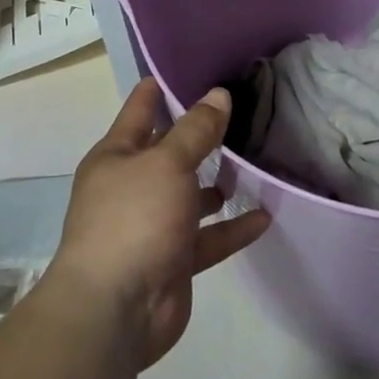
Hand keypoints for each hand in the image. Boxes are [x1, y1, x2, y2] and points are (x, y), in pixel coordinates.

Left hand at [49, 78, 270, 369]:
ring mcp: (153, 226)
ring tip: (254, 162)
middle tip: (242, 110)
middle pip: (170, 152)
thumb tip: (219, 94)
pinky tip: (264, 216)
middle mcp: (133, 187)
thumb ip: (197, 130)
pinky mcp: (174, 261)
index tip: (191, 66)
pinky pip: (209, 238)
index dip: (161, 88)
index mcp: (117, 157)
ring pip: (192, 196)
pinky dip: (233, 228)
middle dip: (201, 135)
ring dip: (218, 184)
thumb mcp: (167, 163)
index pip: (140, 110)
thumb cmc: (134, 219)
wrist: (115, 311)